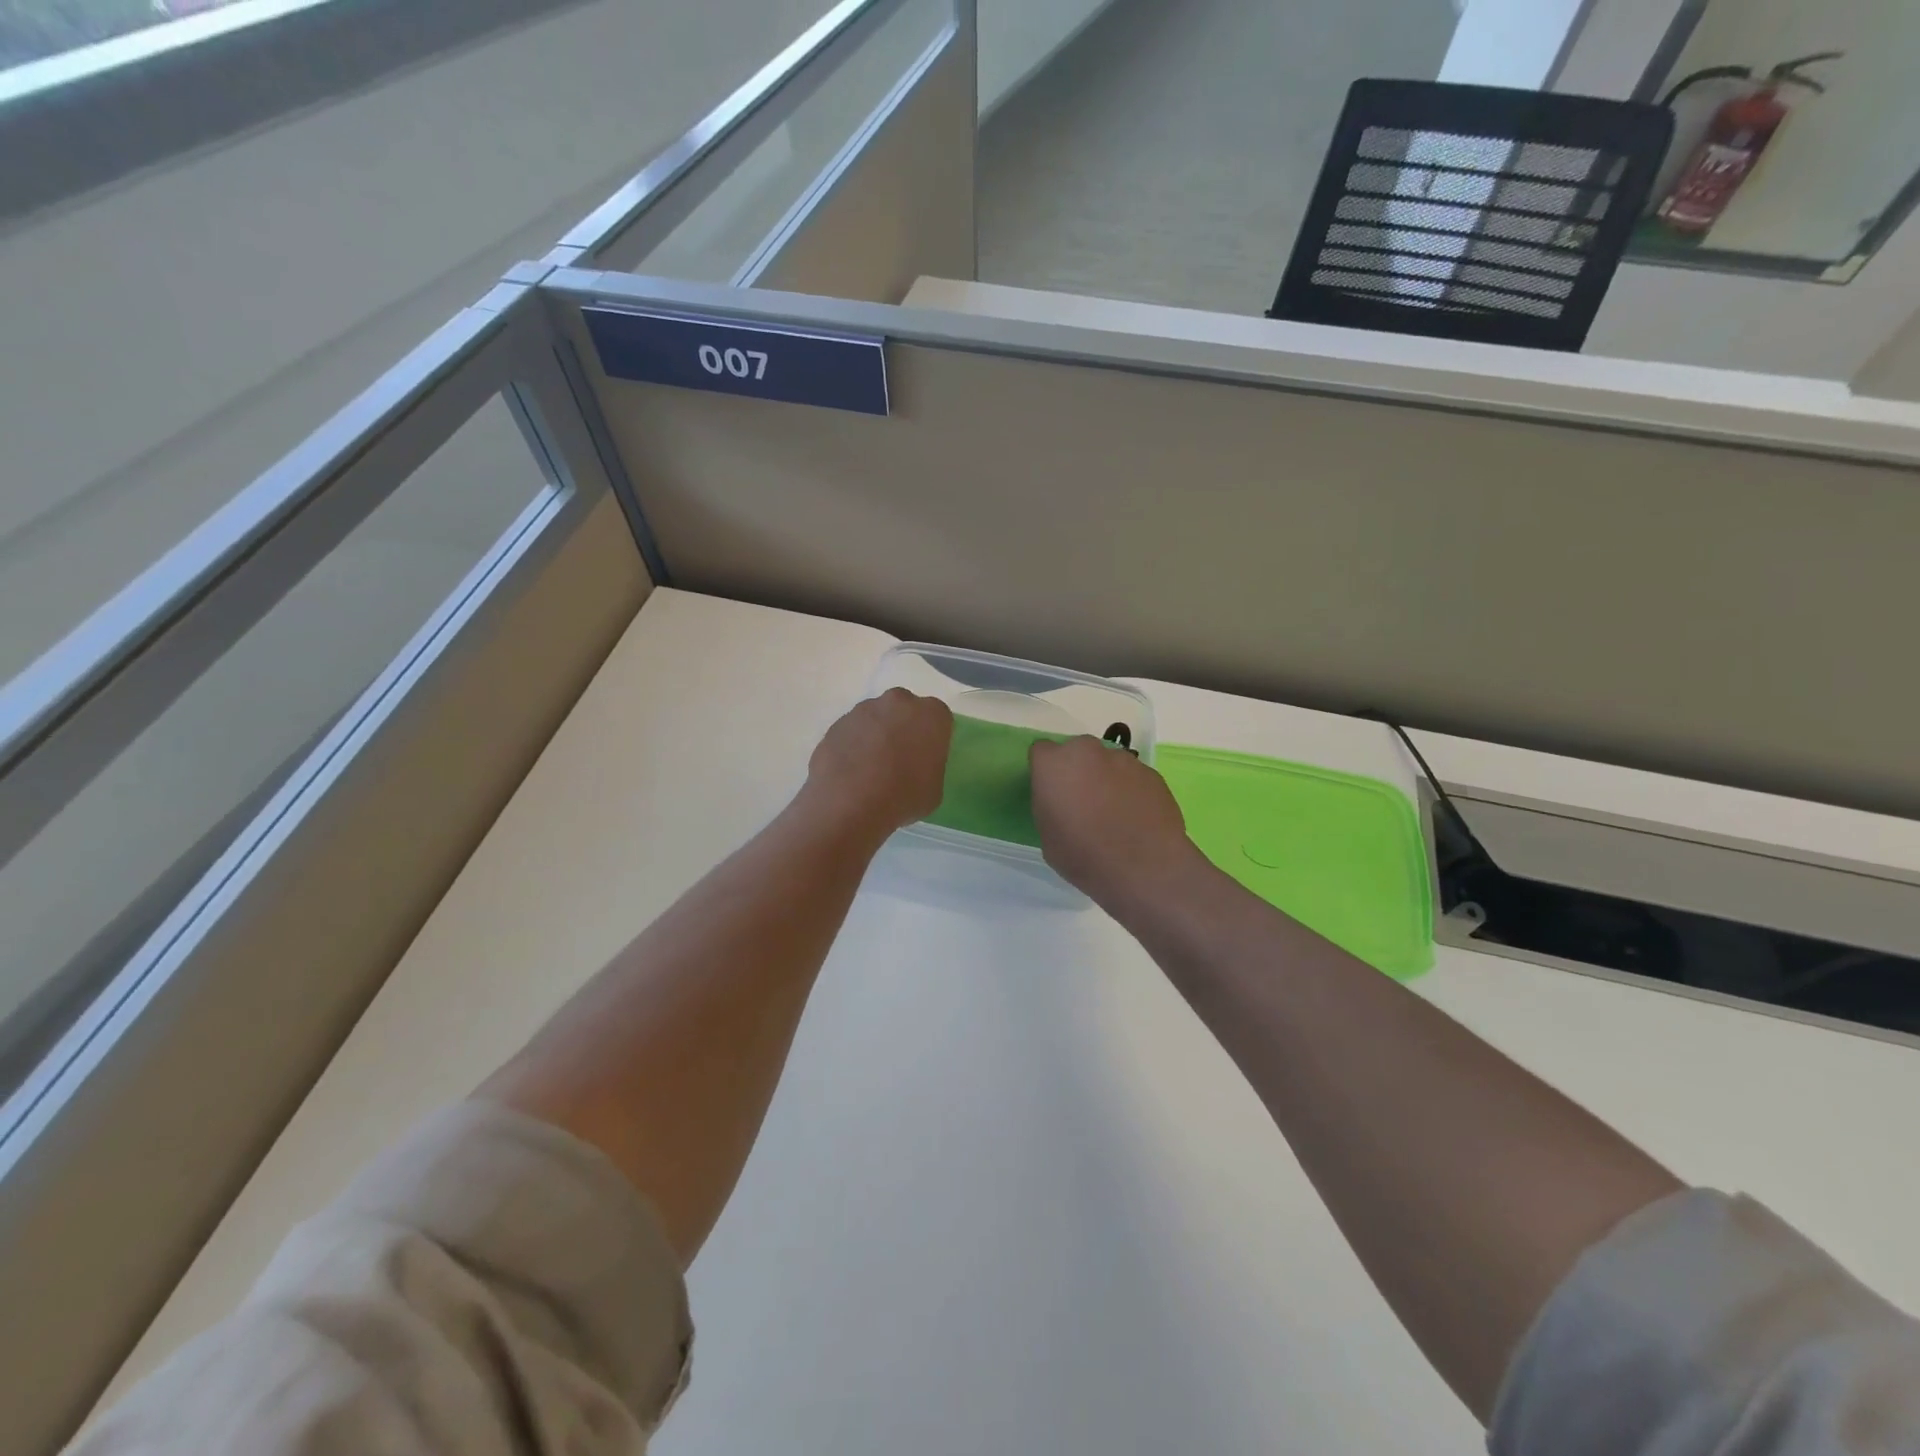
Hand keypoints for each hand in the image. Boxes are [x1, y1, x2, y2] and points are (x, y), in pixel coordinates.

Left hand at [804, 688, 952, 836]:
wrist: (850, 803)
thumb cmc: (903, 796)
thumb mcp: (934, 789)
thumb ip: (930, 767)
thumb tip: (918, 766)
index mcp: (931, 714)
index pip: (939, 718)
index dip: (933, 738)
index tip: (926, 757)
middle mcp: (898, 702)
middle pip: (905, 710)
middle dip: (904, 728)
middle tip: (900, 759)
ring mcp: (864, 709)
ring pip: (876, 718)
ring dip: (877, 735)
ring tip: (871, 769)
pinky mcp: (837, 723)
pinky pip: (853, 732)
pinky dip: (854, 745)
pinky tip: (851, 772)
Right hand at [1030, 736, 1200, 906]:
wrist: (1145, 868)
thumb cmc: (1084, 856)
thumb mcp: (1047, 836)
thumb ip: (1050, 806)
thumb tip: (1062, 801)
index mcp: (1054, 764)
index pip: (1041, 752)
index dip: (1046, 772)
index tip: (1052, 794)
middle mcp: (1088, 751)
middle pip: (1077, 752)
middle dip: (1077, 770)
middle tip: (1082, 802)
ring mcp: (1123, 759)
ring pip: (1107, 763)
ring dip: (1106, 779)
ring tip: (1114, 814)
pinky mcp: (1151, 773)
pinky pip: (1132, 777)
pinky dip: (1131, 791)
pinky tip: (1135, 818)